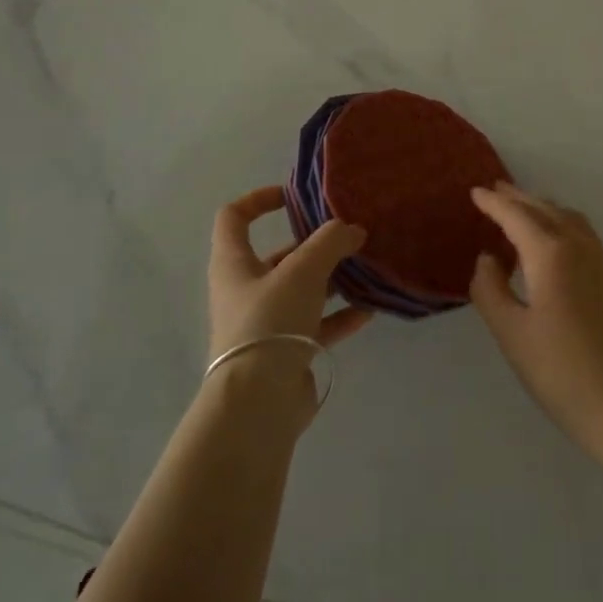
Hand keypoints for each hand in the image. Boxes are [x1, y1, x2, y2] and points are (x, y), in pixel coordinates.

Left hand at [209, 186, 373, 360]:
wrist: (258, 404)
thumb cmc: (270, 322)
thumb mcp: (303, 270)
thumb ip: (330, 242)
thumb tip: (353, 229)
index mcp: (234, 264)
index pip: (234, 218)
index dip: (258, 200)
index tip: (293, 196)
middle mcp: (245, 291)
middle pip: (278, 256)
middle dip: (314, 246)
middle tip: (349, 237)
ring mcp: (265, 324)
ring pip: (302, 292)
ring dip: (332, 281)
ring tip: (366, 270)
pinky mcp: (285, 353)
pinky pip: (316, 326)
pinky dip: (340, 317)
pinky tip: (369, 310)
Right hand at [469, 183, 602, 455]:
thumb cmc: (559, 371)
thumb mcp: (510, 333)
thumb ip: (490, 289)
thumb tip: (487, 259)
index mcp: (551, 254)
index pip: (517, 216)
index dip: (494, 203)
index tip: (476, 192)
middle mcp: (581, 247)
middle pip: (546, 209)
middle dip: (520, 198)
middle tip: (498, 191)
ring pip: (572, 220)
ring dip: (546, 209)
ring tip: (527, 212)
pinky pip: (589, 240)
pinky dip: (566, 229)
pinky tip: (560, 249)